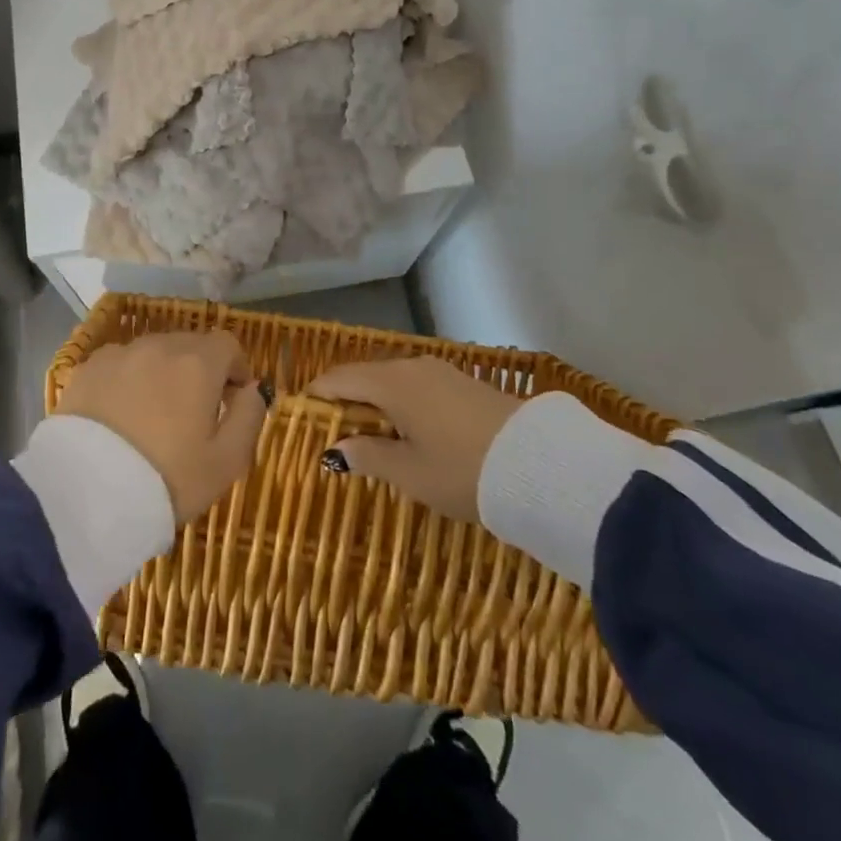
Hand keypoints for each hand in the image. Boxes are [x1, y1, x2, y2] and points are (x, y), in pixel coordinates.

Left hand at [56, 330, 269, 523]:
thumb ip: (250, 417)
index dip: (235, 369)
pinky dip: (126, 381)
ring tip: (153, 415)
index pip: (227, 344)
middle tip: (192, 413)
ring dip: (161, 374)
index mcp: (198, 363)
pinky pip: (119, 366)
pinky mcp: (86, 369)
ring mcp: (119, 354)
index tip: (231, 399)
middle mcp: (159, 346)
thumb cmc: (168, 478)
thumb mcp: (227, 461)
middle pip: (189, 346)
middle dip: (198, 371)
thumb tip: (253, 389)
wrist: (86, 492)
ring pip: (152, 354)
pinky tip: (119, 416)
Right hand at [308, 358, 522, 521]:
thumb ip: (368, 457)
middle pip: (364, 376)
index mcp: (391, 383)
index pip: (338, 379)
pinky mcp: (462, 382)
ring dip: (375, 402)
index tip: (301, 416)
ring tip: (369, 435)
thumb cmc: (462, 470)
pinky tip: (407, 430)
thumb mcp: (409, 473)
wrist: (538, 465)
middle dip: (345, 400)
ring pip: (392, 381)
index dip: (316, 395)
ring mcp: (440, 372)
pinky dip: (400, 403)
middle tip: (333, 432)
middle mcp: (411, 367)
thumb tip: (335, 450)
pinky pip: (416, 385)